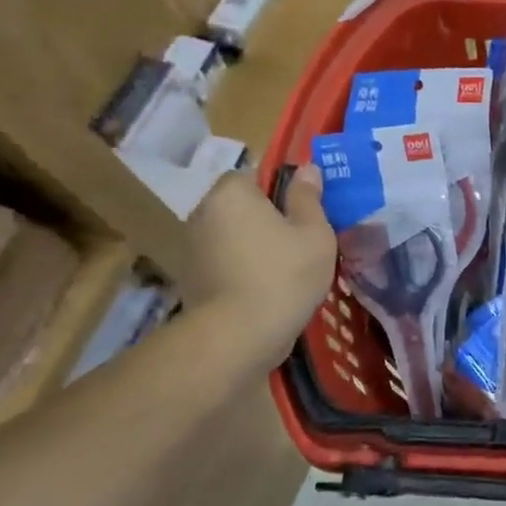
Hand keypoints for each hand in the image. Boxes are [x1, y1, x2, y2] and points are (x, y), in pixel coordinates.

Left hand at [181, 168, 335, 361]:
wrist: (238, 336)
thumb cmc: (283, 274)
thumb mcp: (314, 233)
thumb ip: (308, 197)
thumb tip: (306, 169)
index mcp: (232, 193)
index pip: (256, 174)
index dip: (283, 189)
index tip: (305, 211)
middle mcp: (203, 213)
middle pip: (242, 206)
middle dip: (268, 218)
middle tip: (302, 240)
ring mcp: (192, 248)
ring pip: (234, 235)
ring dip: (255, 245)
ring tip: (287, 268)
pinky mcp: (191, 280)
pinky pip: (225, 262)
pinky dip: (243, 269)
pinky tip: (267, 289)